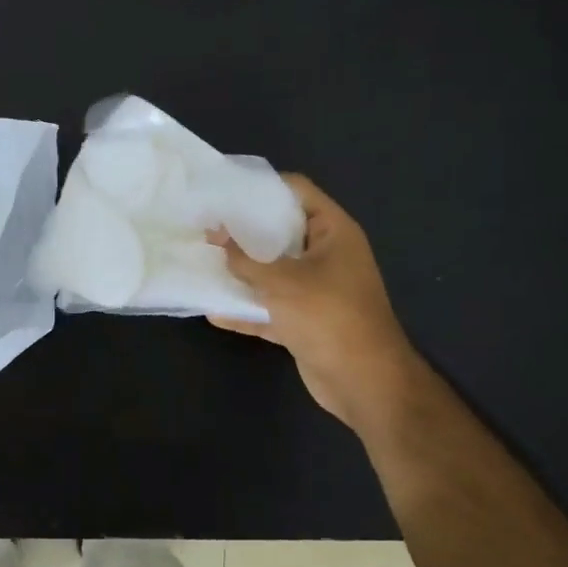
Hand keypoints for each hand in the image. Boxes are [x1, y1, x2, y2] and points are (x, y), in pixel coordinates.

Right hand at [207, 175, 421, 434]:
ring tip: (204, 261)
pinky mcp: (305, 321)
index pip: (298, 192)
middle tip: (206, 225)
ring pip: (274, 272)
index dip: (263, 186)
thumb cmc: (327, 315)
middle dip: (244, 231)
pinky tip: (214, 311)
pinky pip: (271, 308)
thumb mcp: (281, 282)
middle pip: (282, 232)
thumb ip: (245, 260)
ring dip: (243, 272)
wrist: (363, 380)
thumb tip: (216, 236)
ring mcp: (316, 290)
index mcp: (333, 232)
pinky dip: (247, 310)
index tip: (226, 189)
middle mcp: (327, 256)